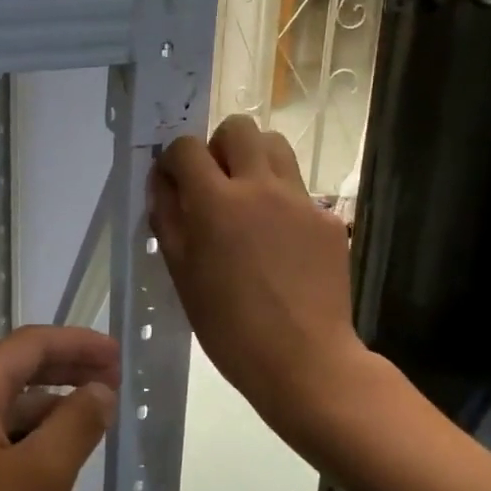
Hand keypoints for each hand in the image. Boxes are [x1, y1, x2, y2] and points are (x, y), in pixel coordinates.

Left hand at [0, 326, 118, 490]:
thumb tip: (100, 388)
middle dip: (68, 369)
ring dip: (53, 409)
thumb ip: (75, 424)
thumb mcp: (38, 479)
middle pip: (18, 371)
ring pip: (8, 412)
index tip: (121, 354)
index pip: (30, 343)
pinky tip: (57, 469)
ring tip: (97, 422)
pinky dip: (33, 445)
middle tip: (117, 381)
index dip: (78, 342)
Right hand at [149, 116, 371, 441]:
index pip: (186, 146)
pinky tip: (281, 244)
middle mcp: (260, 187)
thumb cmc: (229, 327)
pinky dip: (282, 202)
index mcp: (216, 202)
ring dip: (255, 160)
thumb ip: (168, 220)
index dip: (174, 160)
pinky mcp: (328, 218)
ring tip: (248, 201)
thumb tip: (163, 184)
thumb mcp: (182, 274)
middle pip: (239, 128)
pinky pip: (299, 190)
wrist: (305, 362)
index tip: (174, 183)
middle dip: (219, 146)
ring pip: (276, 146)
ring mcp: (300, 200)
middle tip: (215, 184)